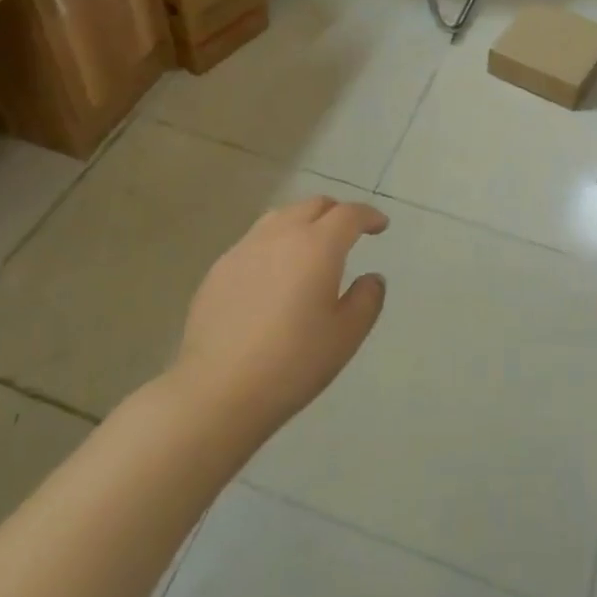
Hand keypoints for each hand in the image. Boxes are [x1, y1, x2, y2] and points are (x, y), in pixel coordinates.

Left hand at [174, 197, 387, 437]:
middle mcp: (281, 235)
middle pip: (313, 205)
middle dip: (336, 213)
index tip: (380, 226)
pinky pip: (255, 240)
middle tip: (348, 234)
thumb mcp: (346, 336)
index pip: (349, 214)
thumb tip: (371, 278)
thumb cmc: (292, 363)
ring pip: (281, 217)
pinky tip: (273, 273)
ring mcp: (244, 248)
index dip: (368, 215)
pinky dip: (275, 243)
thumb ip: (366, 300)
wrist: (217, 390)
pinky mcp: (219, 268)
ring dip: (303, 222)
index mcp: (317, 246)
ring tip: (310, 247)